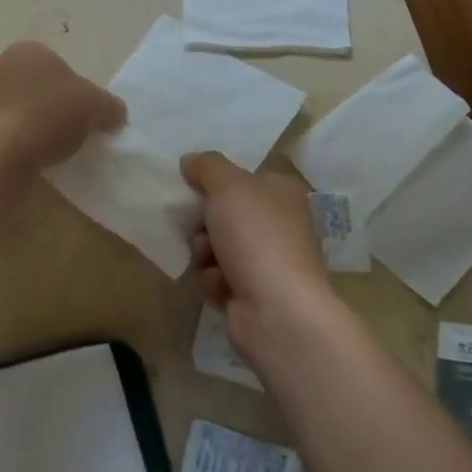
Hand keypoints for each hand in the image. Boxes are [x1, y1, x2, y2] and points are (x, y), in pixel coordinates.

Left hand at [0, 42, 125, 169]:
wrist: (1, 148)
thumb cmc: (50, 113)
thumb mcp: (95, 106)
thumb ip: (109, 106)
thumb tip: (116, 113)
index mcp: (30, 50)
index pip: (58, 67)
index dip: (73, 92)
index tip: (81, 115)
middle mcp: (0, 64)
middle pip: (34, 86)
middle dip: (47, 105)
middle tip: (65, 132)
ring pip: (13, 108)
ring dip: (25, 123)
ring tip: (43, 149)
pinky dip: (7, 141)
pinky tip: (20, 157)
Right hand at [181, 152, 336, 370]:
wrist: (278, 311)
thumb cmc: (256, 237)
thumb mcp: (228, 185)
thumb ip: (206, 166)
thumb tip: (190, 161)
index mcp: (281, 193)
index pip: (241, 178)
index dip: (214, 184)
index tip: (194, 190)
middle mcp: (278, 224)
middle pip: (222, 213)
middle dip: (203, 224)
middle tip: (202, 230)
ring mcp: (267, 261)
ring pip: (214, 246)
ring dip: (204, 254)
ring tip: (212, 264)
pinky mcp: (253, 294)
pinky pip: (217, 278)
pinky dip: (213, 282)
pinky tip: (221, 289)